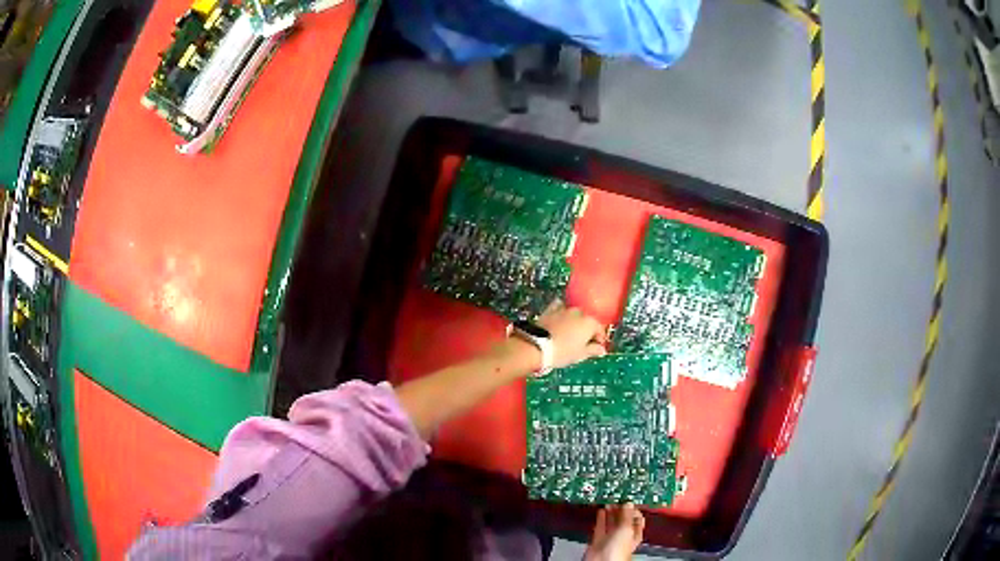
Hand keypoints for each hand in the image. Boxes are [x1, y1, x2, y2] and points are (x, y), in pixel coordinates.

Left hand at [536, 301, 606, 368]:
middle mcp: (579, 312)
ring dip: (574, 323)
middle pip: (587, 321)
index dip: (600, 340)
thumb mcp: (581, 355)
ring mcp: (564, 309)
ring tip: (569, 335)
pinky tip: (559, 321)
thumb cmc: (562, 352)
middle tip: (582, 344)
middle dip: (587, 331)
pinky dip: (561, 314)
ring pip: (574, 315)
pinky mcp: (550, 310)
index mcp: (590, 322)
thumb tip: (601, 349)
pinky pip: (559, 309)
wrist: (536, 346)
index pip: (600, 330)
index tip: (597, 348)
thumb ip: (593, 350)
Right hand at [584, 504, 644, 560]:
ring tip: (609, 501)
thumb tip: (628, 503)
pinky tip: (601, 510)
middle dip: (620, 508)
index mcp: (634, 533)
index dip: (633, 508)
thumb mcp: (626, 529)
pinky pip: (600, 526)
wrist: (602, 560)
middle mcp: (623, 535)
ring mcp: (610, 537)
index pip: (636, 518)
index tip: (628, 498)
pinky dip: (601, 518)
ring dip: (610, 511)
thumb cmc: (618, 550)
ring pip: (611, 521)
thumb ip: (626, 515)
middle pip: (623, 519)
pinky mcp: (599, 539)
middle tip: (617, 498)